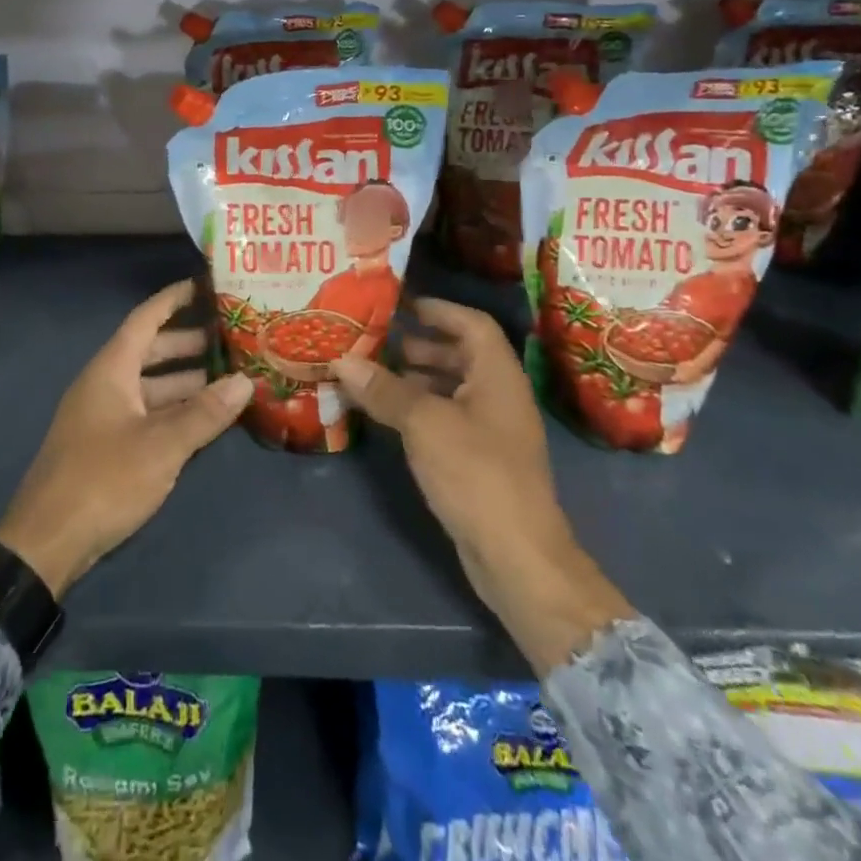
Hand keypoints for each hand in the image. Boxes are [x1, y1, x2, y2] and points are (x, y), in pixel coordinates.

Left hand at [0, 280, 248, 598]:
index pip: (146, 318)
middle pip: (150, 350)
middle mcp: (105, 384)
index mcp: (111, 370)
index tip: (206, 284)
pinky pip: (146, 413)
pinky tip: (202, 420)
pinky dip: (173, 410)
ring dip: (185, 380)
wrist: (46, 542)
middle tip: (231, 337)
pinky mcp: (105, 446)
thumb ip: (204, 413)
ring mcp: (103, 416)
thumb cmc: (104, 480)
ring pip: (150, 385)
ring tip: (228, 378)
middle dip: (189, 342)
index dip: (174, 299)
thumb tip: (245, 381)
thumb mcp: (161, 446)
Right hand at [335, 298, 631, 673]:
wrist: (518, 557)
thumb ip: (385, 390)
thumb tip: (343, 360)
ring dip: (418, 378)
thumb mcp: (424, 424)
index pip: (472, 324)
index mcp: (498, 375)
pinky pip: (448, 419)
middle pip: (463, 355)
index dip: (439, 309)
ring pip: (454, 389)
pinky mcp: (482, 462)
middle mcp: (500, 396)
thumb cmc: (476, 473)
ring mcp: (493, 431)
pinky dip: (421, 410)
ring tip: (376, 375)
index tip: (402, 303)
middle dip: (422, 344)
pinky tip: (391, 416)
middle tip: (379, 340)